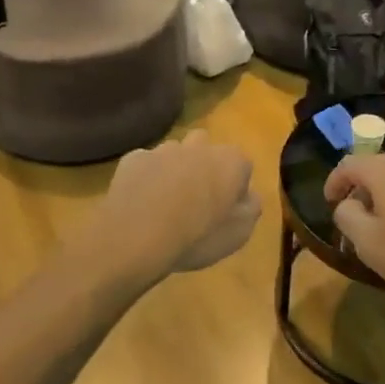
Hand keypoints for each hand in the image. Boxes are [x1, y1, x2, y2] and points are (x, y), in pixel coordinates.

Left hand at [95, 132, 258, 279]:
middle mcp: (199, 146)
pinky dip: (147, 177)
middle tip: (198, 199)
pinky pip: (146, 164)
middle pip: (207, 149)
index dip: (235, 187)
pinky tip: (141, 201)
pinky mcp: (133, 159)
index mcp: (230, 161)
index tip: (227, 209)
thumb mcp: (239, 234)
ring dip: (175, 169)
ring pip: (174, 153)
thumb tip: (248, 196)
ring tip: (166, 201)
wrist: (136, 236)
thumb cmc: (197, 237)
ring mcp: (163, 149)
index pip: (242, 166)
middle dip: (204, 167)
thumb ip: (250, 208)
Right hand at [324, 151, 384, 304]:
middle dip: (361, 187)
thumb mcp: (366, 241)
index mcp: (384, 169)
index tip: (329, 202)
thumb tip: (347, 204)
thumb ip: (347, 216)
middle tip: (355, 215)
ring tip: (384, 221)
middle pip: (376, 166)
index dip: (334, 181)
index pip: (349, 164)